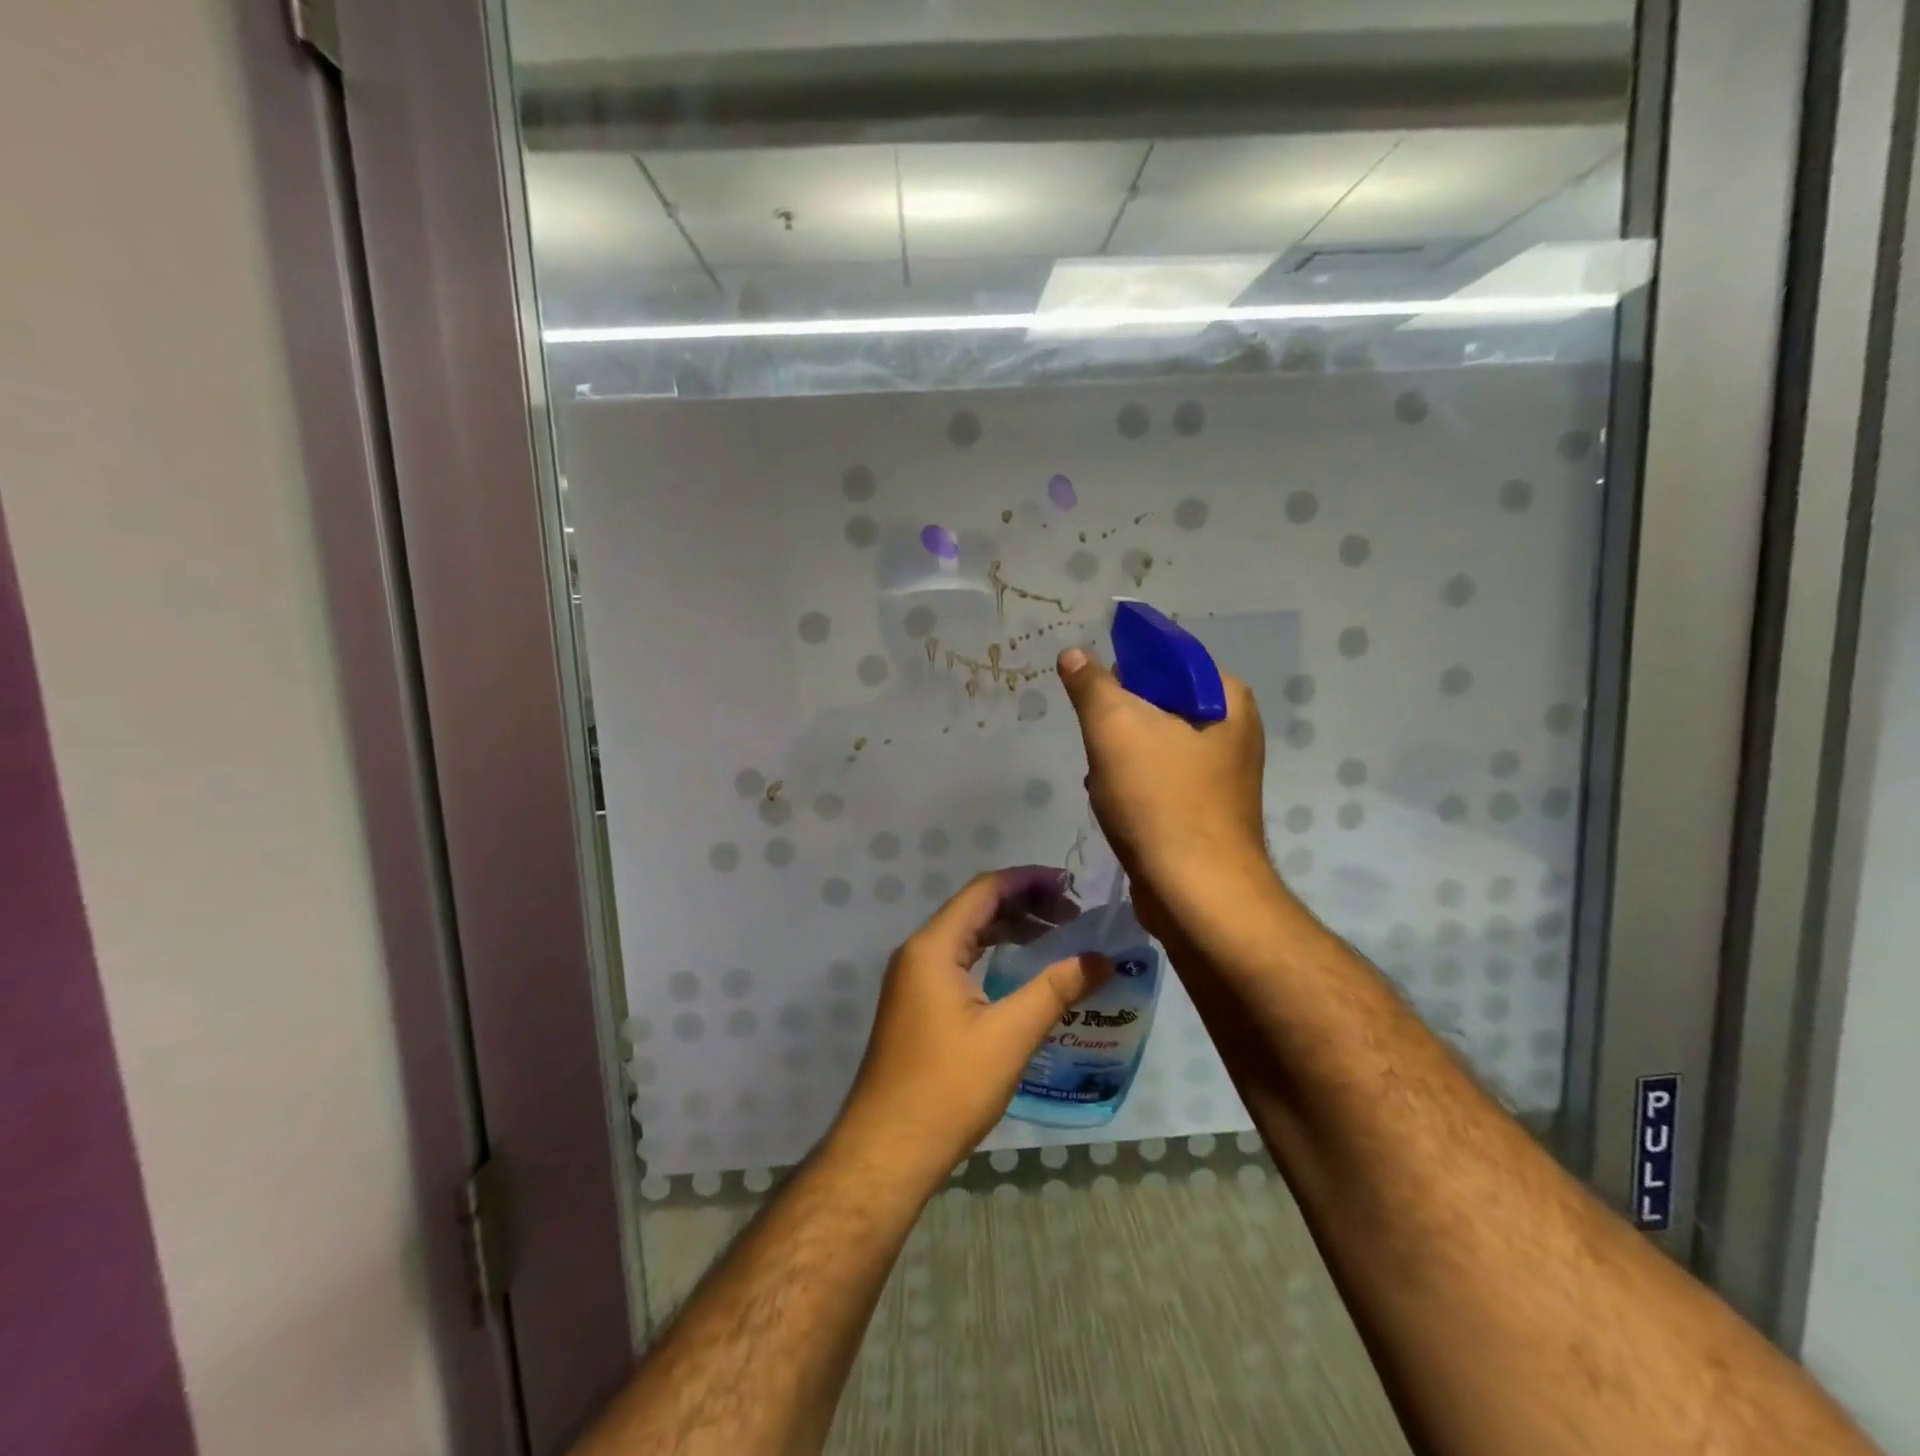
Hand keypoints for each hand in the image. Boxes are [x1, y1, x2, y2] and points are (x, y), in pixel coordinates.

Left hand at [831, 867, 1110, 1190]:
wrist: (888, 1149)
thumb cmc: (948, 1087)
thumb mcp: (1010, 1035)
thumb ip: (1056, 990)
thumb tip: (1103, 959)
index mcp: (933, 947)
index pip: (984, 890)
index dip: (1028, 880)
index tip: (1070, 885)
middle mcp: (918, 952)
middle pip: (975, 909)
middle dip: (1023, 904)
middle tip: (1073, 915)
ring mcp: (914, 980)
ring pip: (967, 936)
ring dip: (1009, 930)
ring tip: (1056, 936)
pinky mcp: (917, 1004)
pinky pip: (959, 962)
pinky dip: (993, 955)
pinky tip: (1022, 971)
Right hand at [1057, 646, 1270, 926]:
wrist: (1195, 894)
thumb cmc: (1160, 800)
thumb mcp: (1115, 727)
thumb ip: (1092, 684)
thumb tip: (1075, 654)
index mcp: (1227, 699)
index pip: (1168, 658)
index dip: (1124, 668)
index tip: (1093, 693)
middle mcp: (1231, 732)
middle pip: (1155, 704)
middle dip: (1117, 722)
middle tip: (1099, 743)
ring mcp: (1218, 776)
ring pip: (1149, 746)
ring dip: (1117, 759)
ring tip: (1104, 781)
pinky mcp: (1201, 812)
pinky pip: (1155, 783)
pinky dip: (1130, 790)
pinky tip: (1114, 808)